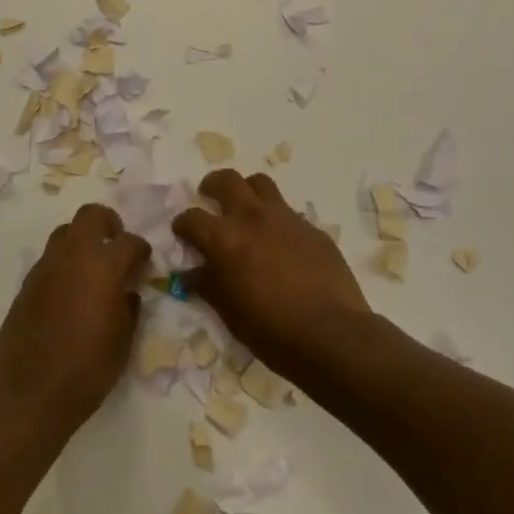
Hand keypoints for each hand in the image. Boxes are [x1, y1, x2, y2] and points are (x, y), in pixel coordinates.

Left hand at [0, 204, 150, 438]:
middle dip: (108, 222)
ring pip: (65, 232)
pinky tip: (69, 291)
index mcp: (103, 267)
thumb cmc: (86, 371)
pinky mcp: (26, 284)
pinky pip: (49, 259)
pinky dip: (63, 264)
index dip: (141, 249)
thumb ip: (128, 308)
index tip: (144, 261)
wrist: (28, 395)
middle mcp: (73, 257)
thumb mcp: (122, 343)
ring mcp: (45, 267)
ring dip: (82, 240)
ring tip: (91, 266)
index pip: (129, 242)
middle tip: (115, 242)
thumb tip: (127, 293)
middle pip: (90, 215)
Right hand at [174, 169, 371, 382]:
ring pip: (260, 183)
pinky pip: (288, 211)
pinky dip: (276, 218)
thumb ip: (208, 285)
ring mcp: (285, 218)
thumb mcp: (230, 313)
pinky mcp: (311, 227)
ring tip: (245, 206)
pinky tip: (280, 240)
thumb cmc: (272, 331)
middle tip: (209, 195)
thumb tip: (190, 272)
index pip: (192, 218)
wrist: (331, 334)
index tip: (182, 232)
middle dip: (212, 185)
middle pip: (226, 180)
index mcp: (225, 239)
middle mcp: (252, 217)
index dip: (182, 224)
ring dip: (247, 190)